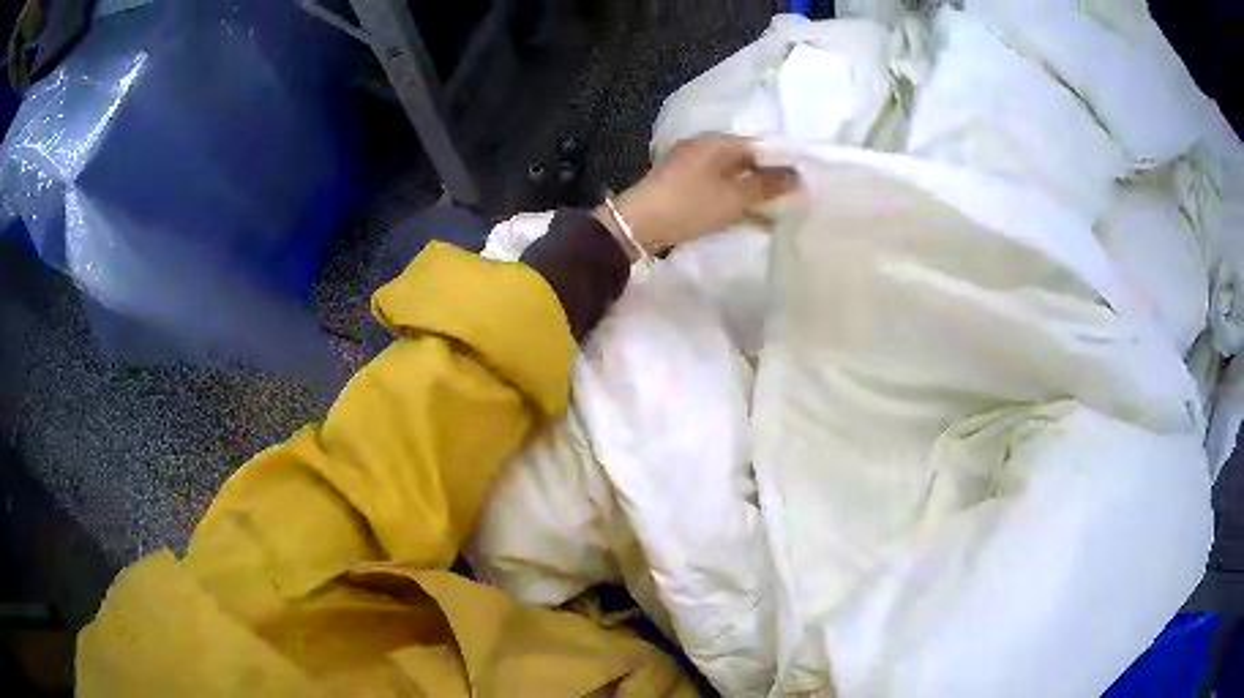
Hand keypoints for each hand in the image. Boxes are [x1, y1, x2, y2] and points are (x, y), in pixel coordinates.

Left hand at [593, 135, 797, 259]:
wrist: (638, 224)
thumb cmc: (691, 204)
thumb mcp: (735, 197)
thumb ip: (768, 185)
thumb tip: (798, 175)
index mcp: (716, 141)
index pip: (758, 145)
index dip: (780, 161)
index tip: (801, 180)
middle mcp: (703, 148)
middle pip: (744, 160)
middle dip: (767, 178)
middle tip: (792, 197)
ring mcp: (690, 167)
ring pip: (731, 176)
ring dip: (751, 192)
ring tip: (776, 209)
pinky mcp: (682, 186)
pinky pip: (717, 188)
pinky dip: (734, 200)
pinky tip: (749, 217)